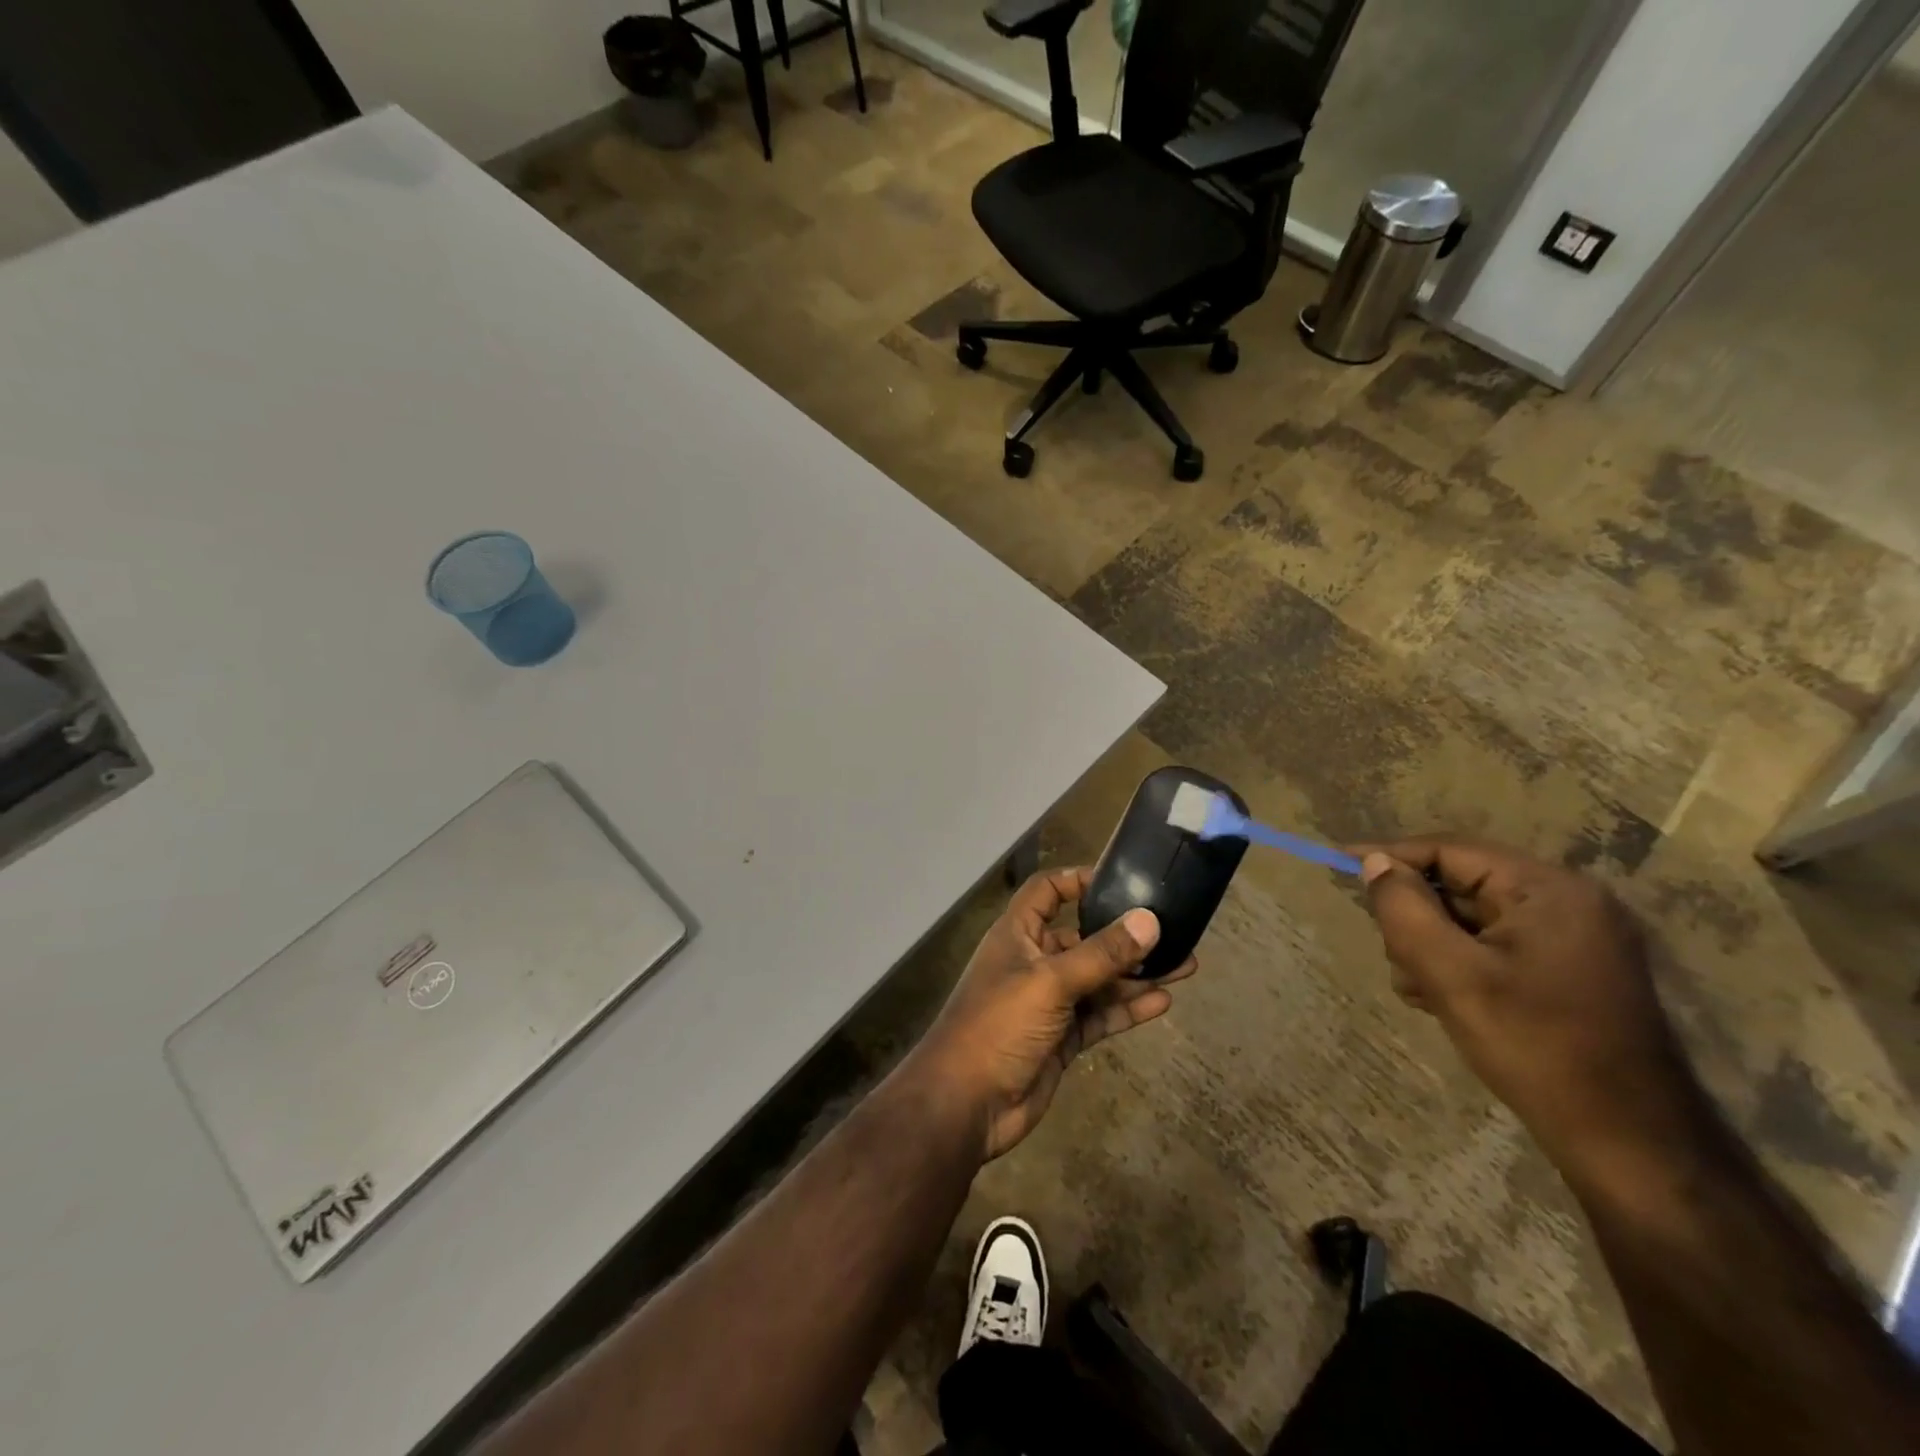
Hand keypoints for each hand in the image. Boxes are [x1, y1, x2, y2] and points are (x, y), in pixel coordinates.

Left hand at [904, 866, 1194, 1160]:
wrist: (966, 1103)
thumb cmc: (999, 1024)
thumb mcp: (1051, 982)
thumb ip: (1102, 954)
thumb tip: (1149, 921)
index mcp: (1018, 935)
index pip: (1047, 892)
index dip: (1077, 881)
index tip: (1121, 880)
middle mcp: (1034, 962)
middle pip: (1083, 938)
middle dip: (1124, 936)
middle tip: (1174, 931)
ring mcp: (1049, 1003)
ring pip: (1098, 980)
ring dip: (1135, 974)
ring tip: (1186, 965)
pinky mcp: (1062, 1039)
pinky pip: (1099, 1016)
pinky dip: (1127, 1009)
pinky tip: (1163, 1001)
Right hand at [1357, 836, 1702, 1182]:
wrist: (1629, 1143)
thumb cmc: (1535, 1048)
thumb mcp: (1451, 974)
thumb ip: (1404, 908)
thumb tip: (1374, 864)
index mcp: (1548, 889)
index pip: (1449, 850)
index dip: (1390, 856)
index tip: (1337, 863)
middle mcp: (1568, 900)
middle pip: (1460, 883)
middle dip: (1417, 916)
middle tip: (1397, 959)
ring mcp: (1575, 937)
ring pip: (1472, 917)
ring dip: (1434, 945)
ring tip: (1421, 991)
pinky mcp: (1572, 969)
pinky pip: (1495, 944)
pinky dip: (1461, 963)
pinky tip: (1444, 1000)